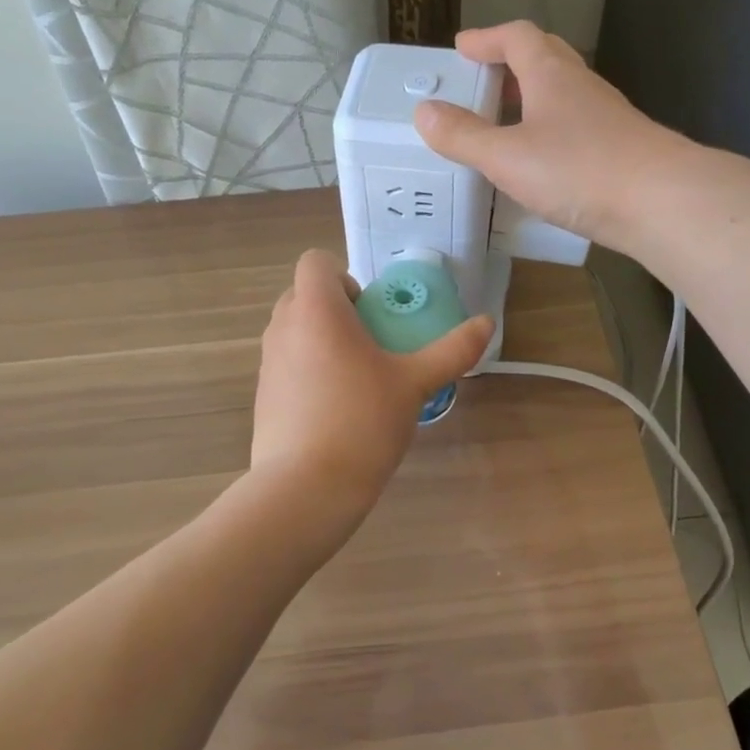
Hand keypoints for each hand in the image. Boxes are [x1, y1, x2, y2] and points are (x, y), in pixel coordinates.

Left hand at [251, 250, 493, 506]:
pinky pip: (285, 365)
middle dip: (336, 310)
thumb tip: (487, 323)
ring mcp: (267, 362)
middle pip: (303, 295)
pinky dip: (306, 372)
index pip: (316, 262)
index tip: (370, 312)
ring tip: (356, 378)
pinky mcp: (261, 395)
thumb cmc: (362, 421)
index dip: (344, 277)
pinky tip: (333, 410)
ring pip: (293, 331)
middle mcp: (283, 327)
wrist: (306, 487)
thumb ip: (452, 350)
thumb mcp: (415, 383)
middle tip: (371, 343)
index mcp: (316, 310)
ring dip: (321, 340)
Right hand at [413, 21, 695, 253]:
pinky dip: (549, 130)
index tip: (462, 48)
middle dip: (510, 64)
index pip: (517, 37)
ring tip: (504, 124)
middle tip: (482, 82)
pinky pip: (575, 125)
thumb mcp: (507, 156)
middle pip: (544, 57)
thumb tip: (423, 112)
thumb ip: (463, 136)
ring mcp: (605, 116)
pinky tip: (540, 161)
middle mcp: (580, 86)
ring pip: (562, 93)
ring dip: (531, 99)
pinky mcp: (619, 146)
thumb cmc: (579, 170)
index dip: (487, 39)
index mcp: (550, 74)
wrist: (660, 201)